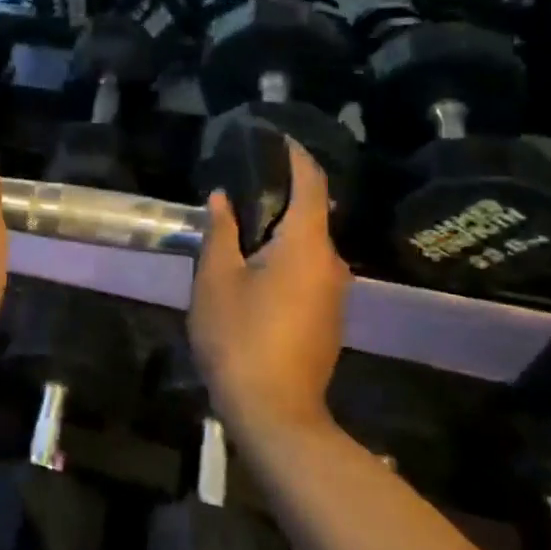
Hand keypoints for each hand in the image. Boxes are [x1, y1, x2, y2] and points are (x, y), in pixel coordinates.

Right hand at [189, 141, 348, 436]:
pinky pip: (308, 269)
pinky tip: (254, 266)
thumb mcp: (216, 280)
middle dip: (279, 193)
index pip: (311, 182)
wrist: (275, 412)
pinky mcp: (328, 317)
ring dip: (279, 229)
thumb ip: (220, 233)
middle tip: (241, 182)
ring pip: (308, 245)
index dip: (295, 155)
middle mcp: (332, 262)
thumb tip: (222, 199)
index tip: (274, 137)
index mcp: (307, 245)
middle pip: (311, 213)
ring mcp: (334, 293)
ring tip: (240, 223)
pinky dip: (285, 255)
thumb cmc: (240, 337)